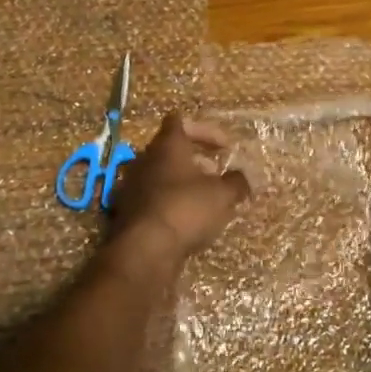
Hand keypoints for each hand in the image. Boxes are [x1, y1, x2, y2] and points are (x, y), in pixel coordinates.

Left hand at [107, 114, 250, 265]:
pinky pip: (152, 197)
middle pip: (171, 149)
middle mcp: (145, 159)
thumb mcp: (222, 195)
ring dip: (182, 182)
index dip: (205, 130)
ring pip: (161, 174)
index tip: (225, 146)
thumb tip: (243, 177)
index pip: (180, 121)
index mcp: (167, 145)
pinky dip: (169, 201)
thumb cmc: (186, 209)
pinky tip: (185, 219)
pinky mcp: (126, 211)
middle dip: (196, 159)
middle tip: (217, 174)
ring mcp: (131, 185)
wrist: (144, 250)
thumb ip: (236, 182)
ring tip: (204, 199)